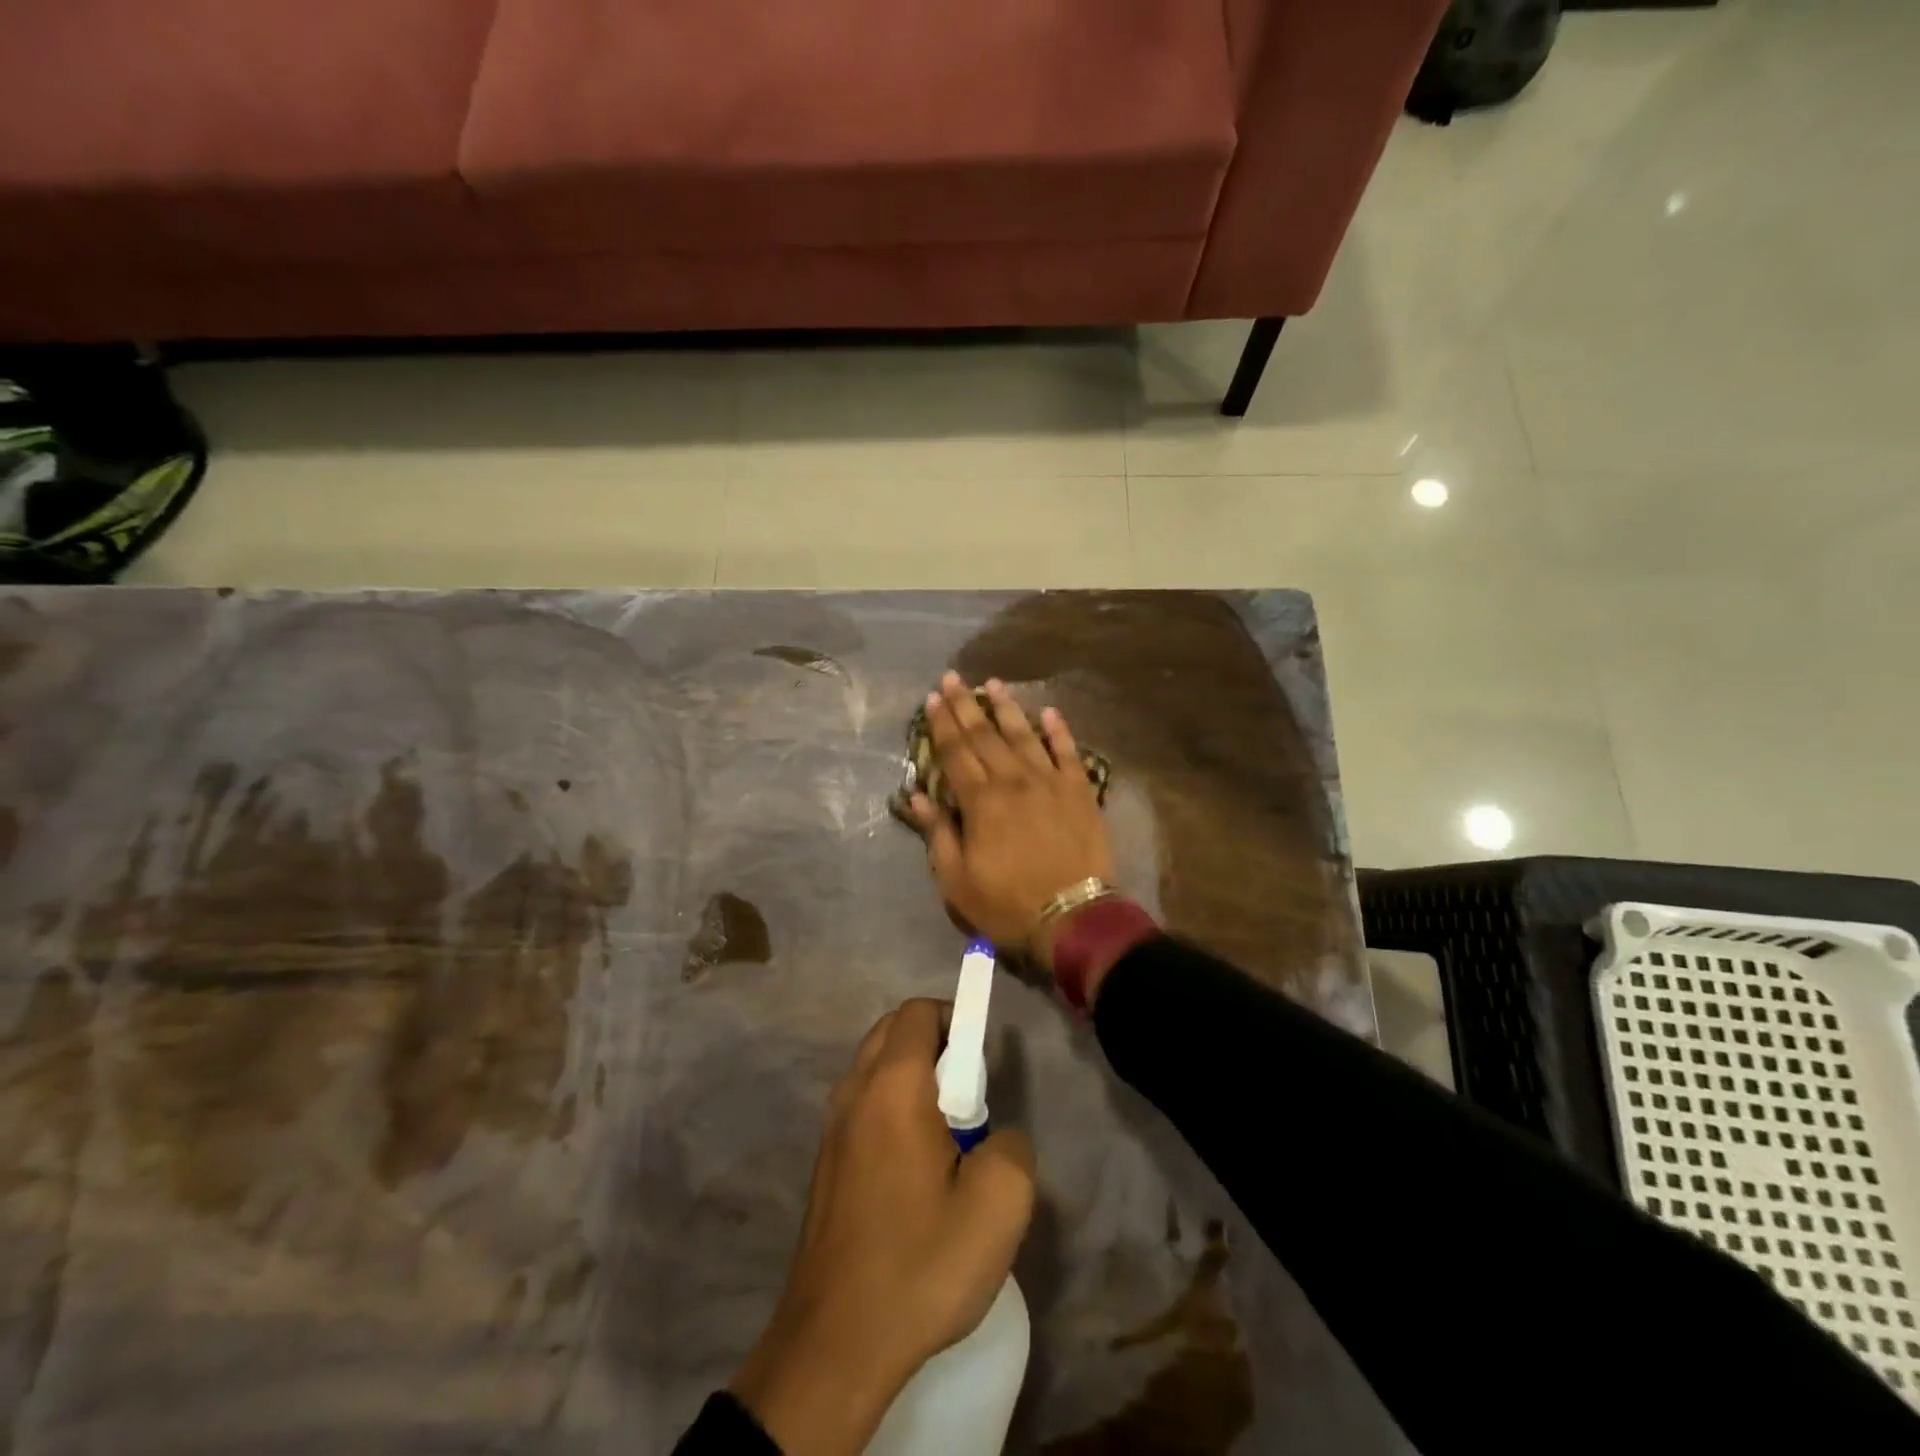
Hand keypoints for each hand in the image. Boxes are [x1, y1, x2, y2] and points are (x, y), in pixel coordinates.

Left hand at [731, 1000, 1035, 1455]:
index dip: (956, 1018)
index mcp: (893, 1085)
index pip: (919, 1012)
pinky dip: (891, 1106)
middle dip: (935, 1042)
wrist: (835, 1343)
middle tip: (969, 1094)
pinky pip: (863, 1104)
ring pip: (874, 1066)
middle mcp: (854, 1091)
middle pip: (893, 1030)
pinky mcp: (825, 1162)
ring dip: (912, 1075)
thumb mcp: (999, 1205)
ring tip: (946, 1134)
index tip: (983, 1059)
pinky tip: (915, 1166)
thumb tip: (994, 1135)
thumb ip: (1012, 1145)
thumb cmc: (920, 1263)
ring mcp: (832, 1127)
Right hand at [908, 673, 1115, 969]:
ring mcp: (1050, 782)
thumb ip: (938, 833)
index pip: (955, 752)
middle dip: (966, 706)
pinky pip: (1068, 752)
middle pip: (985, 736)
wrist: (1073, 916)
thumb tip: (917, 796)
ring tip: (993, 684)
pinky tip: (1048, 712)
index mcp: (981, 801)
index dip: (942, 724)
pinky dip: (1058, 730)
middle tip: (953, 678)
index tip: (933, 698)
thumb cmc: (1008, 903)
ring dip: (1007, 708)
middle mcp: (1013, 781)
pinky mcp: (1080, 790)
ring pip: (1024, 735)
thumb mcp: (957, 880)